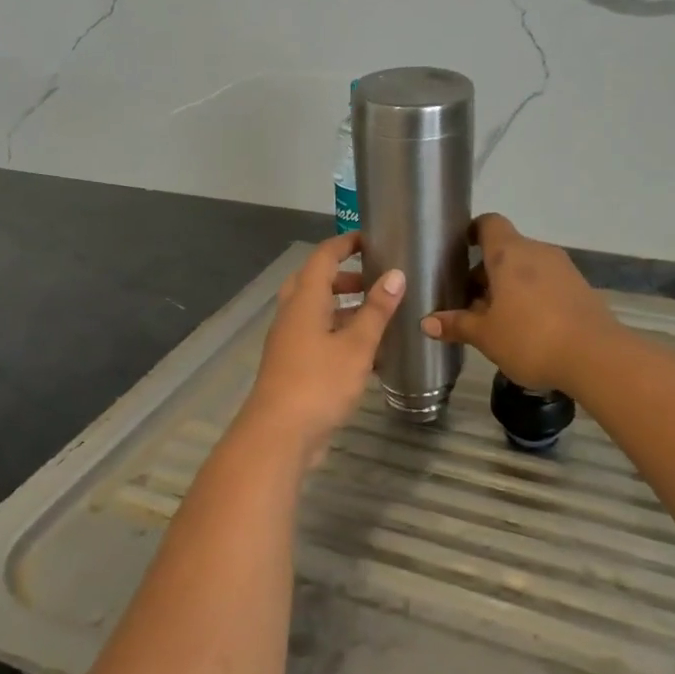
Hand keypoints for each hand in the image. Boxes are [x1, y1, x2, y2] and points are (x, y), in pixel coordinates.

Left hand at [237, 234, 404, 460]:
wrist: (279, 435)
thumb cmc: (318, 382)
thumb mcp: (356, 345)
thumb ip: (377, 310)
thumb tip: (395, 274)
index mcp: (304, 299)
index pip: (323, 257)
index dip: (346, 243)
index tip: (371, 239)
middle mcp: (293, 314)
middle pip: (316, 282)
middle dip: (346, 278)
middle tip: (376, 280)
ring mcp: (290, 341)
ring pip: (317, 312)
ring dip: (345, 309)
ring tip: (379, 316)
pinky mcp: (293, 366)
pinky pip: (318, 338)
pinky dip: (340, 336)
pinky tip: (368, 354)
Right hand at [421, 213, 621, 394]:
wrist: (597, 357)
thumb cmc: (530, 337)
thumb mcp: (486, 335)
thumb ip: (457, 325)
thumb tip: (427, 322)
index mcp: (509, 253)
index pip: (489, 223)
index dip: (473, 232)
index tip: (460, 250)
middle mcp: (537, 252)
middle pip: (506, 250)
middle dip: (486, 273)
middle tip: (469, 302)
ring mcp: (563, 269)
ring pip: (527, 269)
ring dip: (509, 287)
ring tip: (496, 320)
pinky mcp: (581, 290)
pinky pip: (547, 285)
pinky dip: (532, 298)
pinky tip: (526, 329)